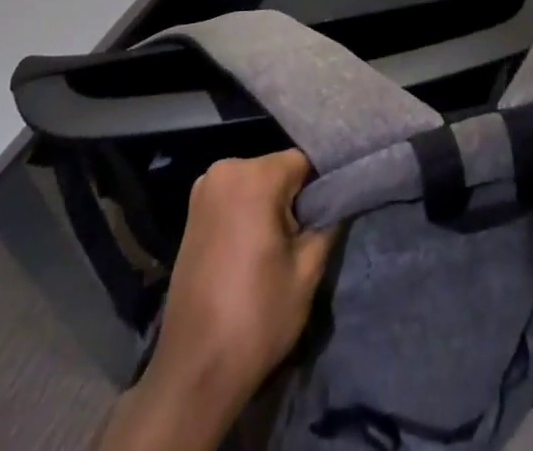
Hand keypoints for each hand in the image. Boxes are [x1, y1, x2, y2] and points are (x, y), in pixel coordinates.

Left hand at [156, 149, 336, 398]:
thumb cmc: (256, 316)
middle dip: (293, 199)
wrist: (195, 370)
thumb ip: (328, 222)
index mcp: (253, 176)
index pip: (303, 162)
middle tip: (299, 242)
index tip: (323, 221)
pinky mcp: (192, 213)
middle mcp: (223, 170)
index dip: (319, 190)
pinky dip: (248, 215)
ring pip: (256, 184)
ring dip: (270, 208)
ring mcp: (203, 190)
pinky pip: (235, 199)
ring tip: (276, 251)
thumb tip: (340, 199)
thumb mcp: (307, 270)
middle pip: (277, 171)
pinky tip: (252, 251)